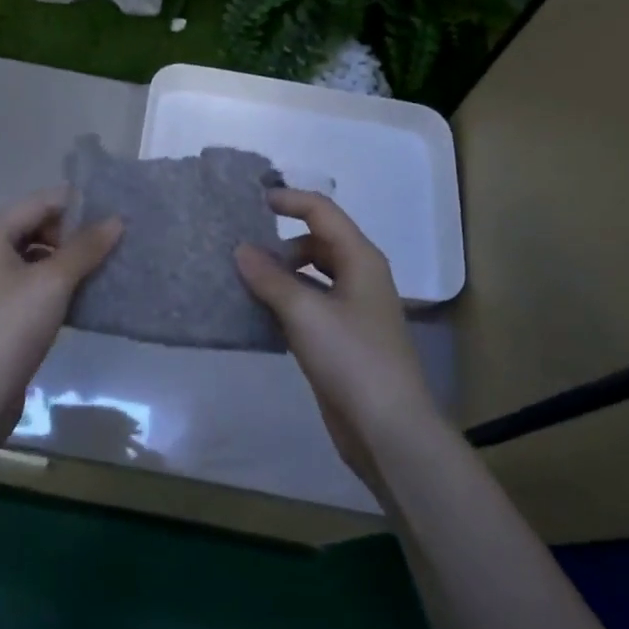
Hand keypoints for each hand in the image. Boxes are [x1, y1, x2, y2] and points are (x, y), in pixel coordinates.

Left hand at [0, 188, 121, 444]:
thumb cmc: (9, 327)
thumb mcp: (52, 282)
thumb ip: (85, 248)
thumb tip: (116, 220)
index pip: (42, 201)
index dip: (79, 204)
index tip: (117, 213)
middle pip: (39, 227)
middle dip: (76, 234)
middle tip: (116, 245)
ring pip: (39, 258)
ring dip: (71, 261)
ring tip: (109, 269)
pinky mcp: (2, 313)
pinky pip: (36, 285)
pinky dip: (60, 286)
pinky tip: (87, 298)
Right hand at [234, 189, 437, 490]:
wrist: (388, 429)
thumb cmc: (352, 358)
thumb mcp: (305, 312)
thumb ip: (270, 278)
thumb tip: (241, 249)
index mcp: (361, 259)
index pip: (323, 212)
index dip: (289, 200)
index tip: (252, 200)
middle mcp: (359, 278)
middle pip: (317, 243)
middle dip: (281, 243)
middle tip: (242, 253)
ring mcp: (352, 311)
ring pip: (312, 277)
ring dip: (281, 275)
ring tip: (243, 282)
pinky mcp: (341, 340)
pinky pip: (309, 306)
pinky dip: (285, 302)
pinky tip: (257, 314)